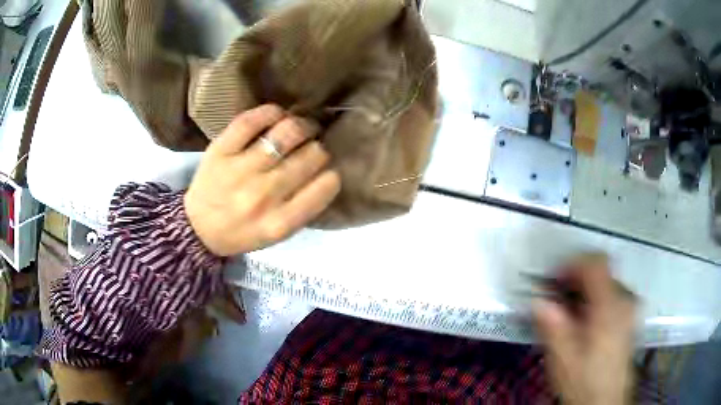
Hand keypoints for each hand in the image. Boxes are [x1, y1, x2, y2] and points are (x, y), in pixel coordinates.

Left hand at [185, 104, 340, 255]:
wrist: (197, 227)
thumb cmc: (242, 232)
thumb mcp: (277, 235)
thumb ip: (303, 208)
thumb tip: (326, 171)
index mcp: (280, 222)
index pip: (326, 185)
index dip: (332, 173)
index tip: (326, 171)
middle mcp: (263, 195)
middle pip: (312, 155)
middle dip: (319, 148)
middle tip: (313, 147)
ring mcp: (240, 170)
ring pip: (287, 132)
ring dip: (302, 126)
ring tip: (299, 129)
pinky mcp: (221, 150)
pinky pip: (252, 120)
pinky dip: (271, 112)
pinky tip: (277, 116)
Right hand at [534, 254, 635, 404]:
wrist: (605, 401)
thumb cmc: (584, 381)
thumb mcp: (563, 358)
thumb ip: (552, 325)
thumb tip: (538, 300)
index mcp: (610, 306)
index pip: (595, 263)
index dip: (572, 264)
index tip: (553, 280)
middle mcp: (625, 300)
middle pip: (601, 272)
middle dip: (576, 281)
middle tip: (557, 301)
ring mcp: (630, 308)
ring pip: (606, 284)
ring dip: (585, 291)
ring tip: (569, 314)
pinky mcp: (630, 319)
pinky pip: (613, 296)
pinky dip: (596, 300)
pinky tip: (585, 323)